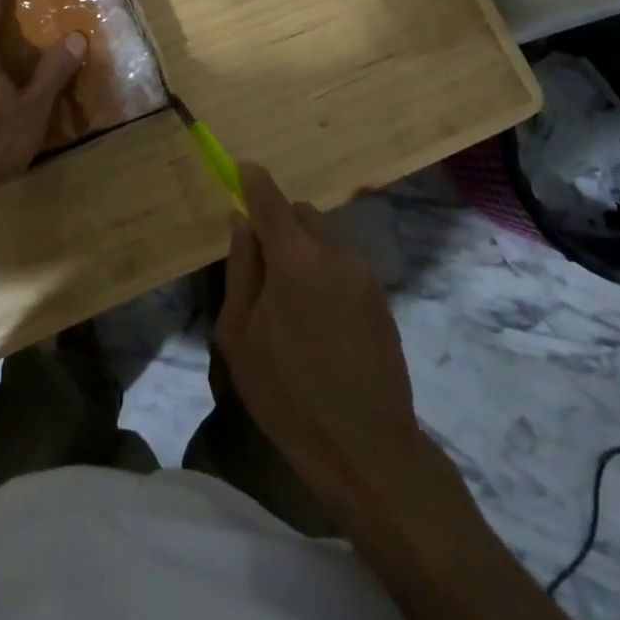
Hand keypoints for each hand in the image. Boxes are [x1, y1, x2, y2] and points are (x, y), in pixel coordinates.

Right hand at [217, 164, 421, 502]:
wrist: (367, 450)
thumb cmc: (288, 395)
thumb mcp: (240, 335)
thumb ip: (240, 269)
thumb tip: (240, 221)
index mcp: (294, 258)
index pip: (269, 198)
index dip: (252, 179)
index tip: (238, 169)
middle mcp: (333, 254)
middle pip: (301, 212)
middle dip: (278, 223)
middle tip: (261, 264)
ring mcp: (363, 275)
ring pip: (325, 237)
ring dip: (303, 248)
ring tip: (291, 300)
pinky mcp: (381, 298)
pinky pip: (344, 264)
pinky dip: (325, 271)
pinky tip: (319, 319)